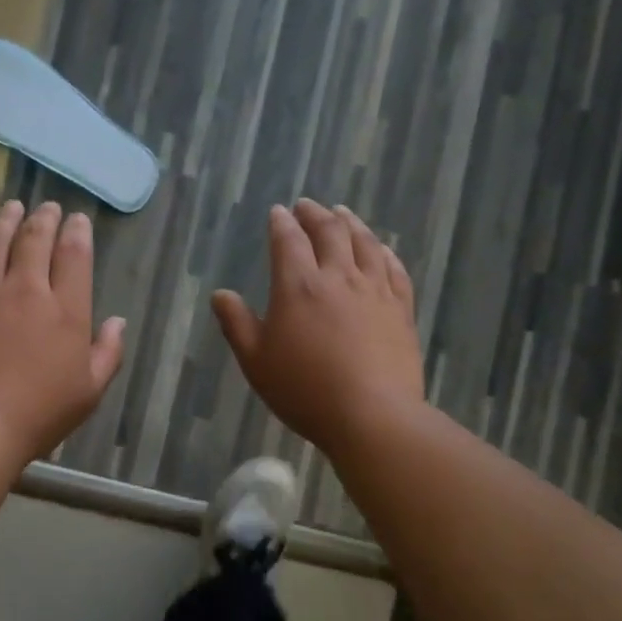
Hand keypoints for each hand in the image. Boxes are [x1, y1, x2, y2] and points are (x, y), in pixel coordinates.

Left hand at [0, 200, 126, 463]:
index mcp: (65, 311)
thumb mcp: (89, 392)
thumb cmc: (38, 415)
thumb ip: (108, 353)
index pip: (74, 257)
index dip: (77, 233)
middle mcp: (25, 290)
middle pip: (35, 241)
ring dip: (5, 220)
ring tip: (12, 207)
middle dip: (44, 219)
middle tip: (48, 207)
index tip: (77, 220)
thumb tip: (117, 321)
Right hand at [212, 200, 425, 454]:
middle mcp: (338, 277)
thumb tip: (220, 294)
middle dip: (316, 214)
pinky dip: (384, 251)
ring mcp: (375, 291)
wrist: (372, 415)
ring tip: (343, 213)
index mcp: (298, 287)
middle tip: (308, 205)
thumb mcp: (256, 362)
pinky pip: (394, 269)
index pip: (288, 241)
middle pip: (330, 232)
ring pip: (365, 243)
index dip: (281, 223)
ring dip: (351, 223)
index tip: (278, 212)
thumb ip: (236, 324)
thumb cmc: (304, 390)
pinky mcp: (401, 309)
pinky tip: (381, 248)